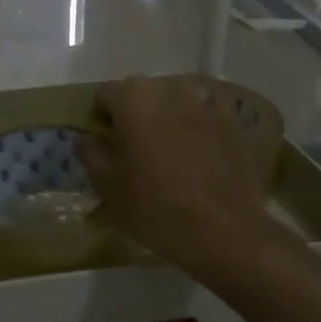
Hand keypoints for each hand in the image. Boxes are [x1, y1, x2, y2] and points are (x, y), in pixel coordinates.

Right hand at [82, 75, 275, 280]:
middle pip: (142, 93)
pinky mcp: (233, 123)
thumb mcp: (108, 187)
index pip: (105, 95)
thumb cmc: (155, 208)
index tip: (103, 145)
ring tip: (168, 148)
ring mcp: (206, 103)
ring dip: (168, 115)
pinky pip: (210, 111)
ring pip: (177, 99)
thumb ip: (91, 155)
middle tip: (133, 150)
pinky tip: (200, 146)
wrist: (223, 231)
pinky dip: (201, 121)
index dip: (100, 119)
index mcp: (133, 99)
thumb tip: (87, 139)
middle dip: (133, 114)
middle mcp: (170, 90)